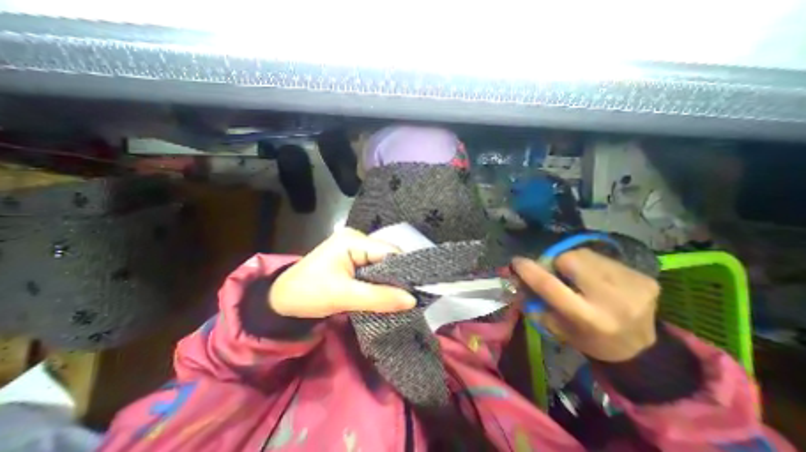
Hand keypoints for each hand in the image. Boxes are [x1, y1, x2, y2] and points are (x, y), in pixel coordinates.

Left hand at [273, 229, 415, 317]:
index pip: (389, 251)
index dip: (404, 269)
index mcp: (353, 240)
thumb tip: (412, 300)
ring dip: (389, 281)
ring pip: (382, 264)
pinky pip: (374, 269)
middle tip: (410, 297)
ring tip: (401, 297)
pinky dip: (380, 282)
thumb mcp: (344, 296)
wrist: (281, 300)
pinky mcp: (353, 259)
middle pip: (387, 256)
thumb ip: (379, 298)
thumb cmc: (308, 294)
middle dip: (398, 276)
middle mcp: (357, 239)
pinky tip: (386, 293)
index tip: (417, 289)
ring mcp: (355, 248)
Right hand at [512, 248, 656, 361]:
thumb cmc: (587, 338)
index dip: (529, 270)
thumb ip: (533, 302)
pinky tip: (598, 279)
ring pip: (585, 254)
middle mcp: (613, 301)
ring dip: (574, 261)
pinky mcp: (646, 278)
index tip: (516, 261)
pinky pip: (603, 258)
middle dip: (556, 262)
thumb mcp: (554, 326)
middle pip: (570, 260)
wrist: (640, 349)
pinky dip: (593, 264)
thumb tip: (516, 277)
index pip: (550, 286)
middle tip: (557, 273)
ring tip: (579, 277)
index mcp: (588, 318)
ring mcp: (634, 287)